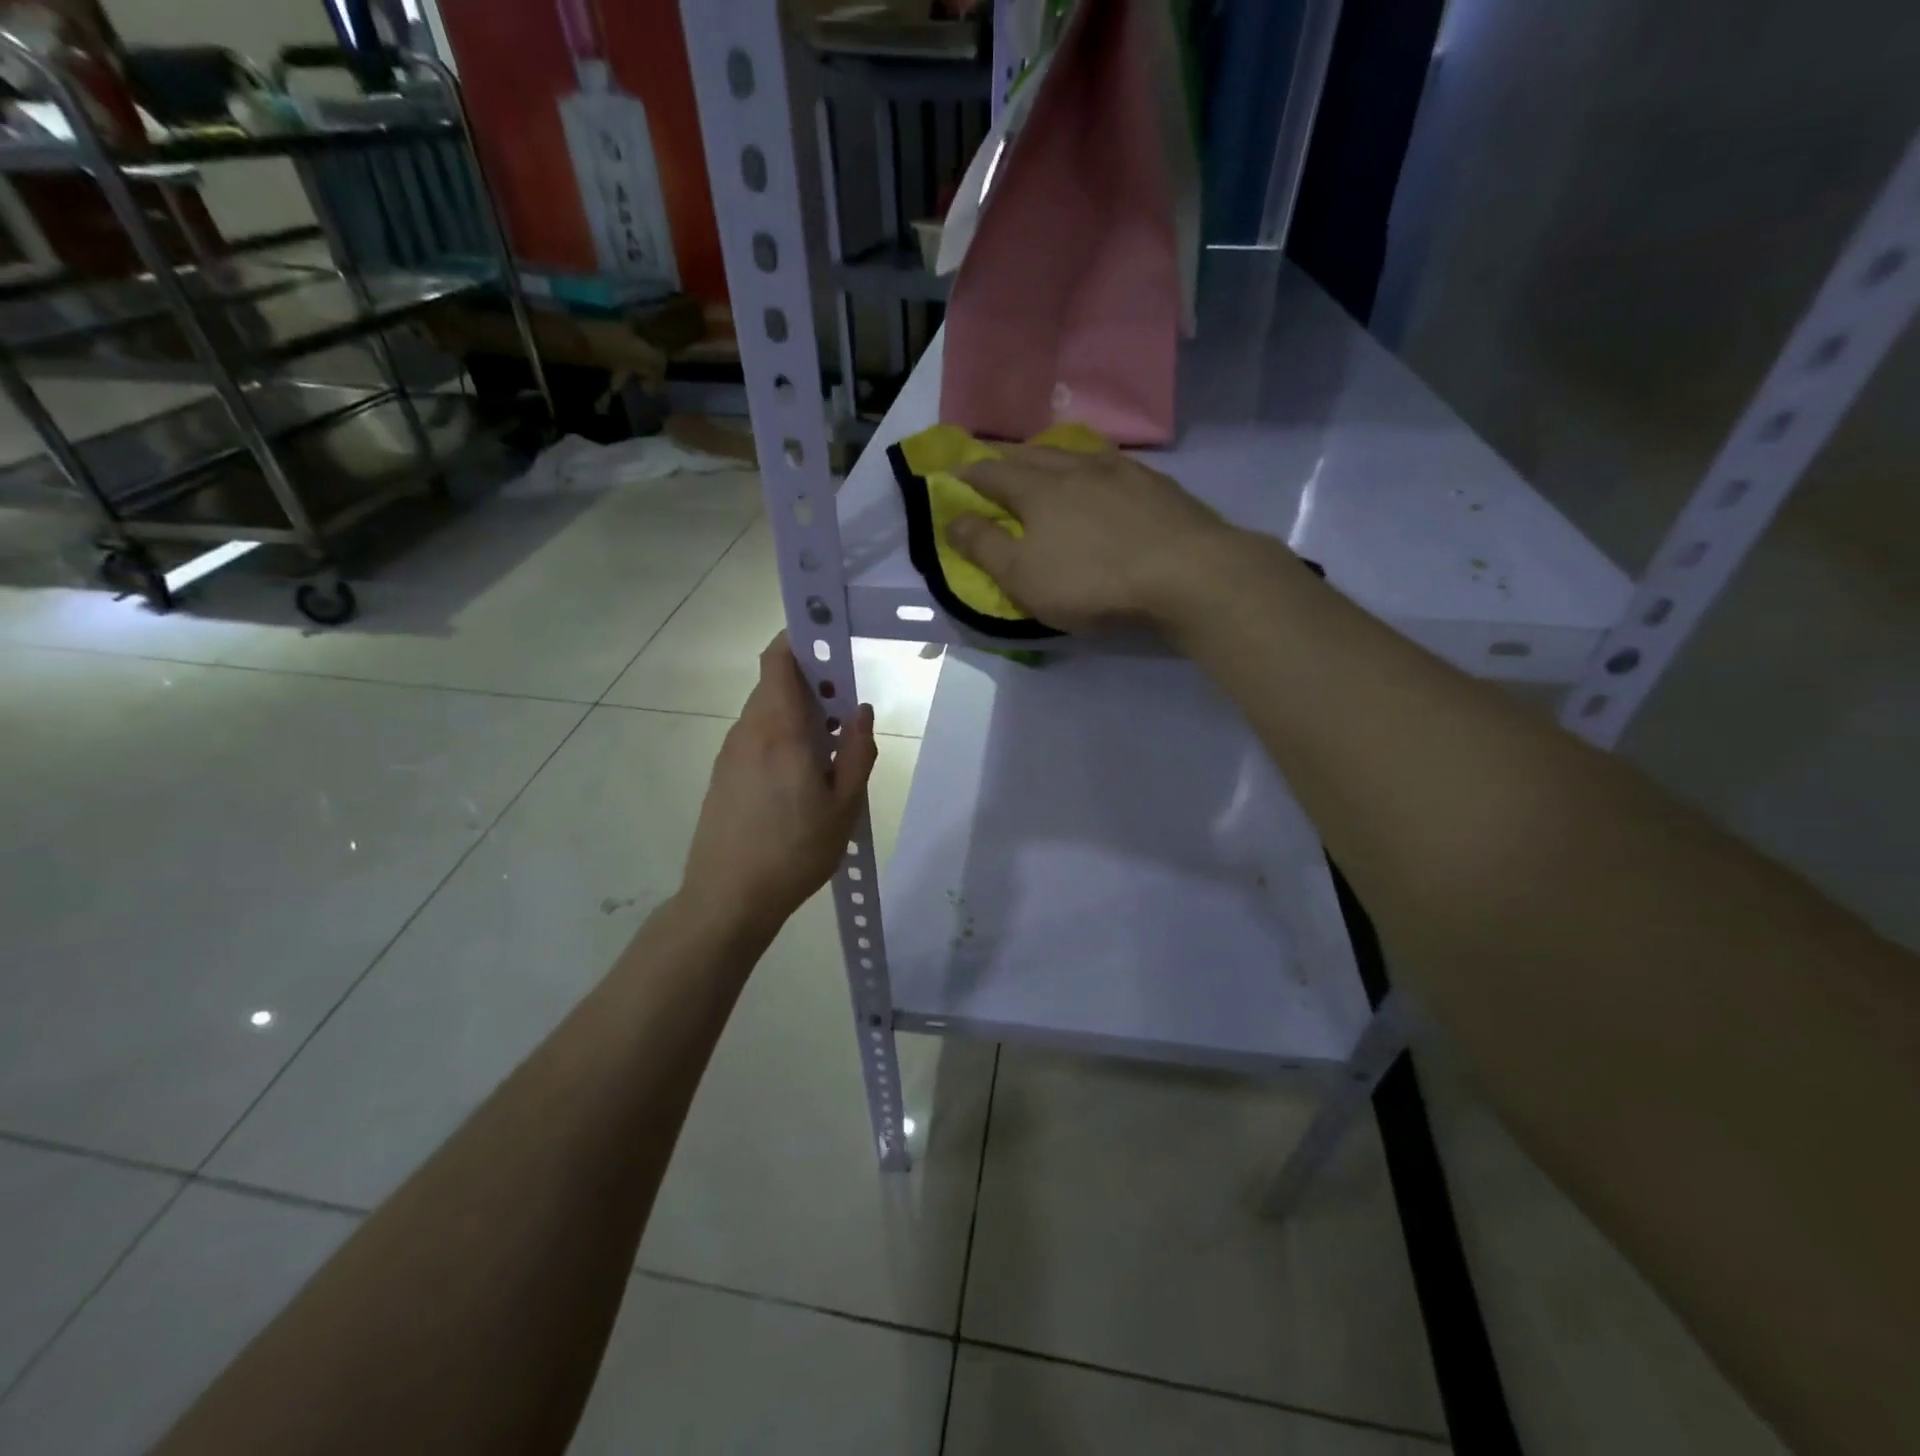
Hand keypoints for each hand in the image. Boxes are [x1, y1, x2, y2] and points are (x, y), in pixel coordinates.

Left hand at [681, 634, 877, 934]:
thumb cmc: (794, 851)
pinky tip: (799, 778)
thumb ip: (858, 751)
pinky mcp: (722, 775)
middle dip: (811, 684)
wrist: (727, 898)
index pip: (778, 659)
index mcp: (779, 730)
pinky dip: (780, 737)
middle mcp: (749, 731)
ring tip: (828, 753)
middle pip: (775, 684)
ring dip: (797, 715)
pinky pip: (756, 738)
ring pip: (766, 713)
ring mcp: (730, 753)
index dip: (800, 638)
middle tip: (844, 714)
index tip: (830, 640)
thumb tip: (860, 709)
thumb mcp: (844, 806)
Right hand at [946, 445, 1243, 632]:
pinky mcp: (1157, 484)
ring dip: (1052, 455)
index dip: (969, 474)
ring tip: (1045, 461)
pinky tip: (1102, 477)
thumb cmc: (1092, 581)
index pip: (993, 473)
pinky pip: (1113, 465)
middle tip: (994, 460)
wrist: (1186, 574)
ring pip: (1076, 453)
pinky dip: (1094, 467)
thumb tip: (952, 519)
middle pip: (1033, 454)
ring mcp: (1122, 471)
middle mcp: (1077, 467)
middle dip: (1007, 457)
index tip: (953, 473)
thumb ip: (984, 547)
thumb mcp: (1023, 576)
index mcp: (1038, 489)